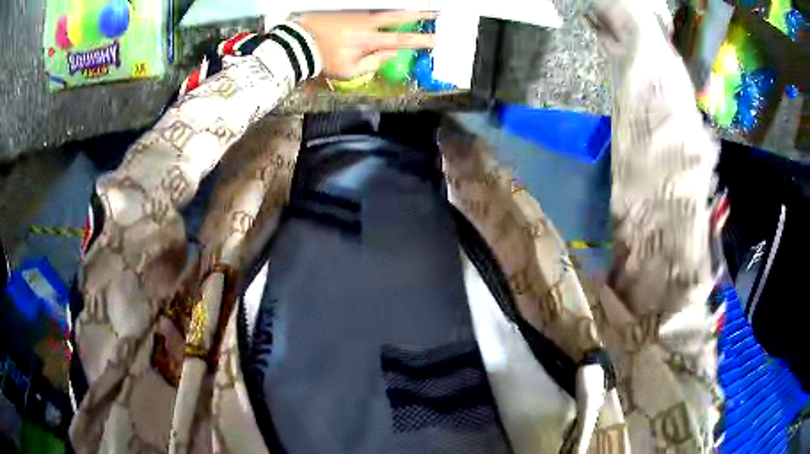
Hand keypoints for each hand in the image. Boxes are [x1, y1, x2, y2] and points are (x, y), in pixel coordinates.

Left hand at [296, 11, 436, 79]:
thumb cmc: (324, 61)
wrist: (298, 43)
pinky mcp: (348, 11)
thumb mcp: (349, 71)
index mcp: (369, 41)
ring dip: (402, 9)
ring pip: (384, 10)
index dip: (420, 40)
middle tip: (436, 10)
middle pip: (398, 16)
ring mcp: (356, 15)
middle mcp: (366, 24)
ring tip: (417, 8)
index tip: (436, 38)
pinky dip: (382, 9)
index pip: (401, 40)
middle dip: (419, 14)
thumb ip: (373, 63)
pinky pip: (369, 9)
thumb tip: (391, 54)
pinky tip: (391, 9)